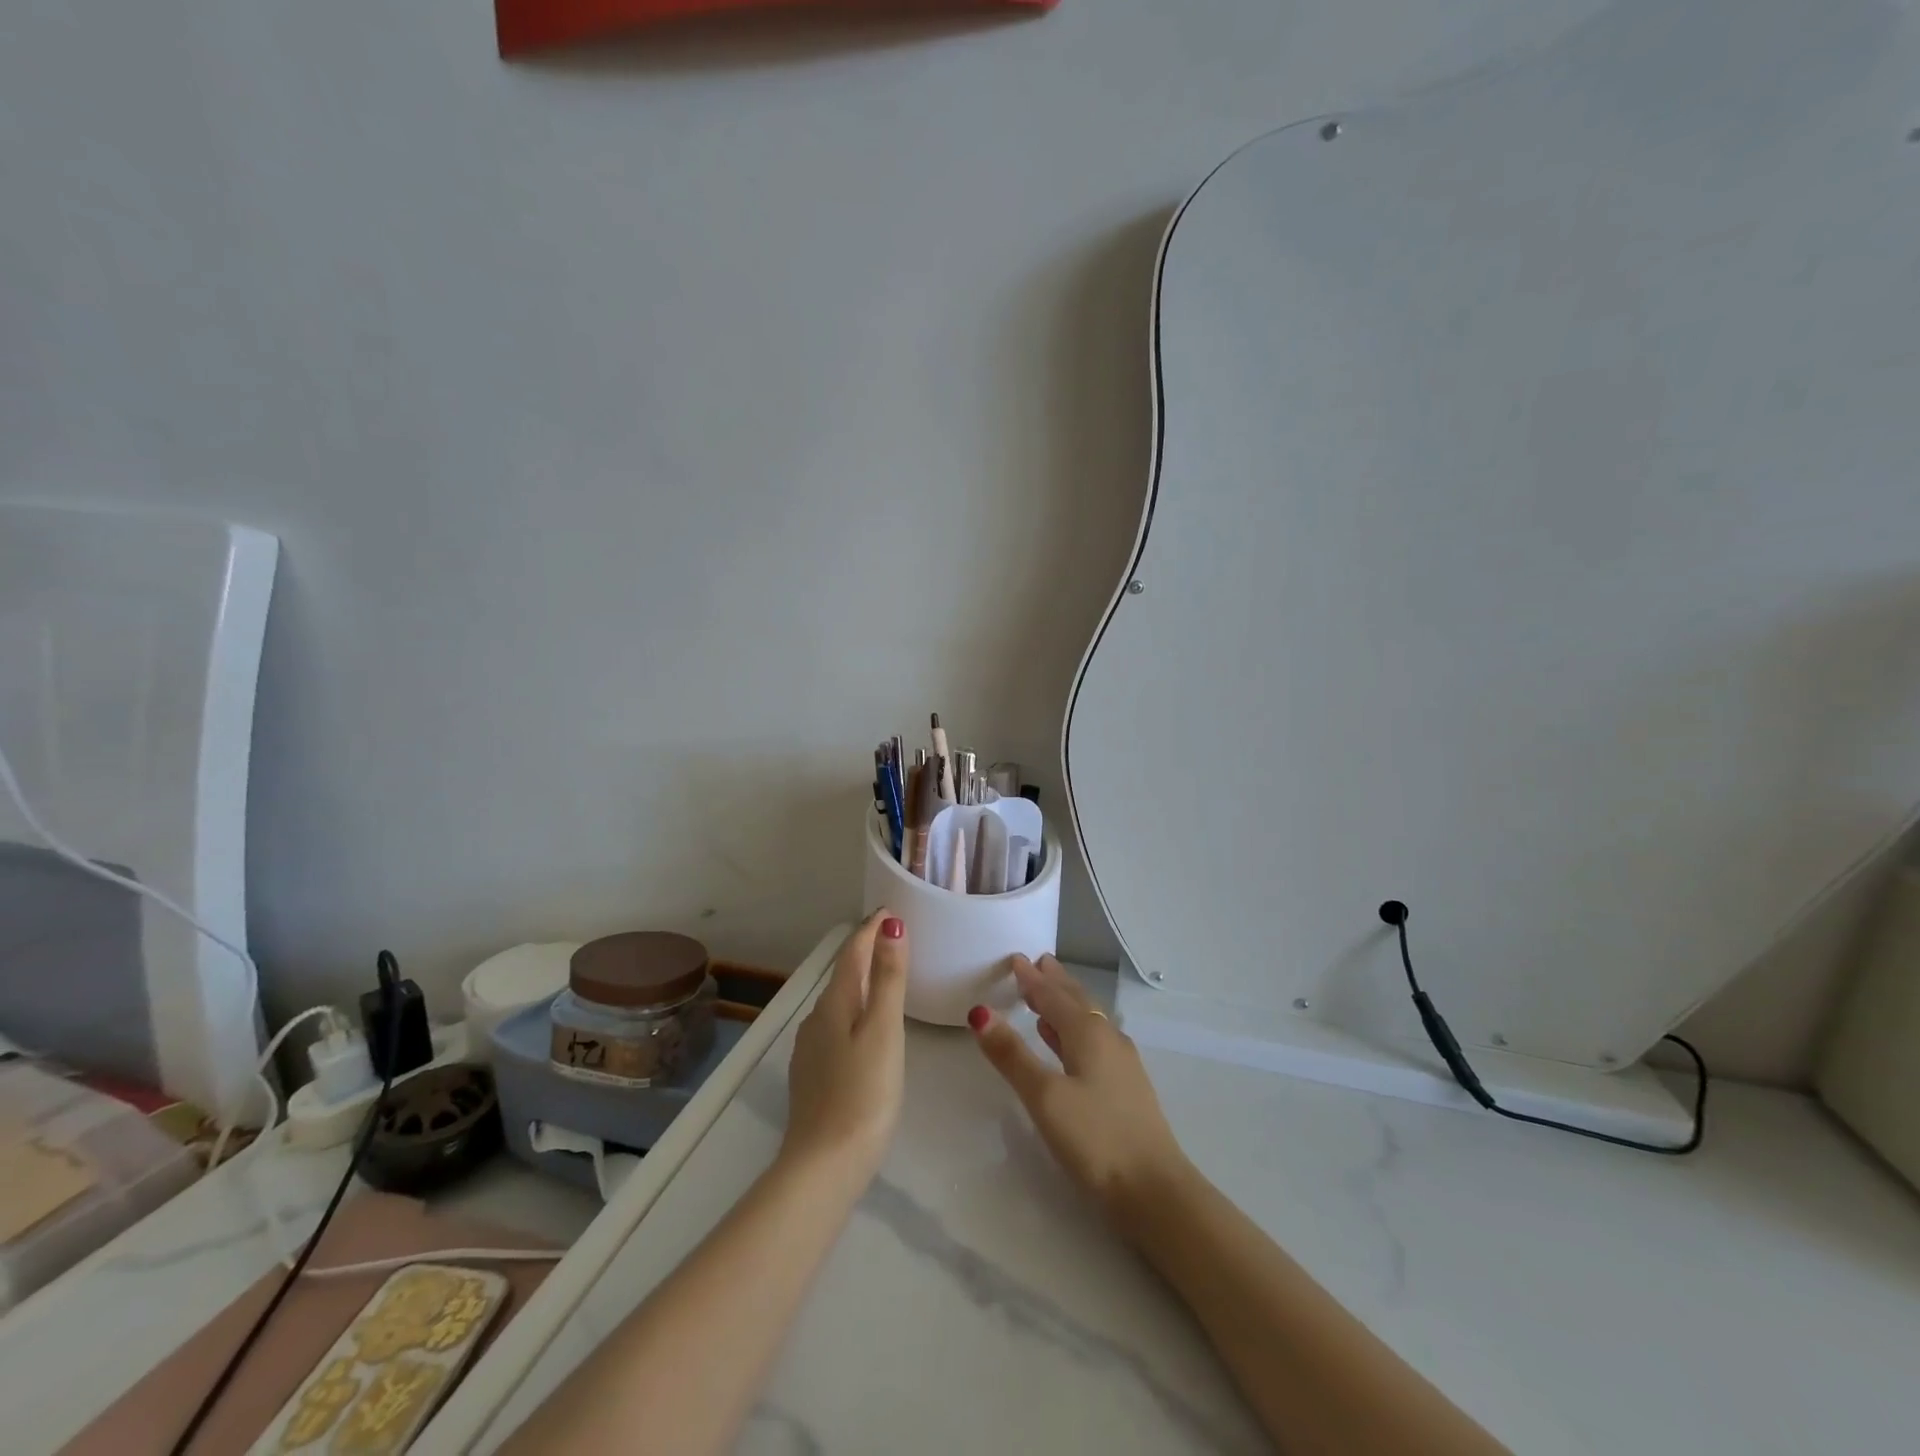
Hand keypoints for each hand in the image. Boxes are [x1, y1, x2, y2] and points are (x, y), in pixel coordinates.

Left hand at [781, 911, 908, 1186]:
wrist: (823, 1165)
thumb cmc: (864, 1093)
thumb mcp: (884, 1031)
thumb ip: (888, 979)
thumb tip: (890, 927)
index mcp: (835, 1003)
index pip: (852, 952)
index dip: (871, 929)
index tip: (890, 911)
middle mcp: (817, 1018)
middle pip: (844, 973)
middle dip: (866, 951)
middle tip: (893, 937)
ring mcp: (811, 1047)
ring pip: (839, 1000)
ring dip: (860, 980)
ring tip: (885, 976)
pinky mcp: (814, 1073)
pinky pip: (836, 1024)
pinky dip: (854, 1009)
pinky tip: (865, 1025)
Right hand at [968, 954, 1190, 1219]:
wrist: (1155, 1192)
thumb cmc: (1096, 1138)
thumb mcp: (1044, 1096)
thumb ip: (1012, 1055)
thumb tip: (980, 1012)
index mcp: (1089, 1033)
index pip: (1054, 995)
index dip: (1032, 978)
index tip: (1015, 958)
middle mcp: (1108, 1039)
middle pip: (1076, 1001)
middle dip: (1054, 982)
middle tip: (1037, 963)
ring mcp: (1121, 1064)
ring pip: (1087, 1021)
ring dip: (1065, 1005)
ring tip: (1045, 996)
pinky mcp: (1126, 1089)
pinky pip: (1094, 1042)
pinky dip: (1074, 1032)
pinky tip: (1065, 1044)